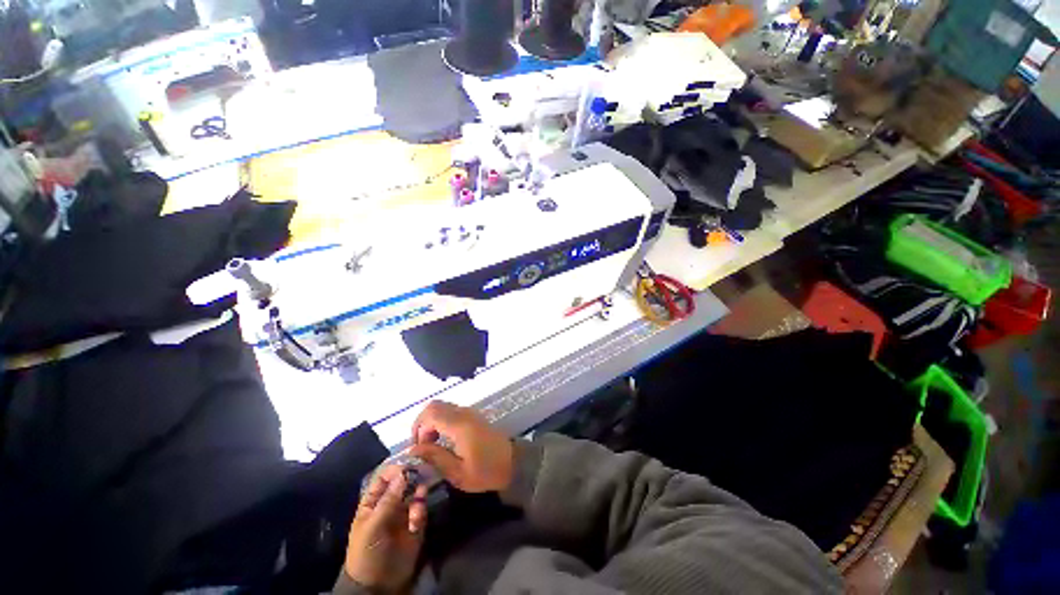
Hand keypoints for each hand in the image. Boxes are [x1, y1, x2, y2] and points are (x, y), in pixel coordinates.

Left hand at [344, 465, 428, 593]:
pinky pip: (422, 507)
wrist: (378, 584)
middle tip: (422, 471)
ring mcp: (404, 512)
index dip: (394, 470)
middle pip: (402, 482)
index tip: (407, 464)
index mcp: (373, 503)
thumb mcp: (372, 527)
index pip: (383, 478)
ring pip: (415, 492)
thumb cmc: (367, 553)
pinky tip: (417, 521)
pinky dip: (421, 510)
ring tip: (416, 508)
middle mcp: (390, 503)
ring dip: (418, 495)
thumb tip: (402, 473)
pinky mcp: (416, 522)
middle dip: (411, 477)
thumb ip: (388, 500)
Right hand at [409, 401, 514, 492]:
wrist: (513, 463)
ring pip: (442, 407)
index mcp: (459, 425)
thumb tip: (412, 449)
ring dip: (431, 422)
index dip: (418, 429)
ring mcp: (469, 412)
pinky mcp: (473, 416)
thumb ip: (435, 457)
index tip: (417, 449)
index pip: (430, 414)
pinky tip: (443, 440)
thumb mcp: (457, 473)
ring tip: (431, 445)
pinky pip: (450, 411)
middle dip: (422, 423)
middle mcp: (463, 413)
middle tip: (422, 445)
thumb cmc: (486, 471)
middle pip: (434, 406)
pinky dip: (440, 421)